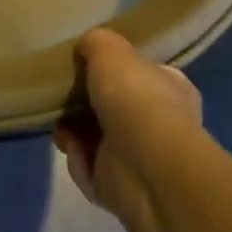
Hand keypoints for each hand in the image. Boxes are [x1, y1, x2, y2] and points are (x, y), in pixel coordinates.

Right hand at [54, 28, 203, 212]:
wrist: (144, 163)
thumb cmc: (134, 97)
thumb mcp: (111, 50)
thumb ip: (97, 43)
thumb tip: (87, 47)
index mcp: (171, 88)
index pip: (142, 75)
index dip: (111, 72)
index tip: (83, 69)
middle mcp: (161, 124)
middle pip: (112, 109)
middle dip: (83, 105)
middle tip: (62, 99)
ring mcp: (141, 159)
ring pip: (96, 141)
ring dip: (73, 133)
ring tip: (60, 125)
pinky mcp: (121, 188)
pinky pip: (89, 169)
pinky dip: (77, 160)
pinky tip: (73, 149)